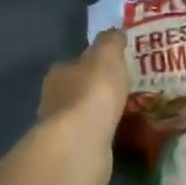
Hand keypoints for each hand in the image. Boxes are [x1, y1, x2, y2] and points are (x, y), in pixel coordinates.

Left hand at [35, 29, 128, 184]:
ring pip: (86, 115)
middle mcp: (55, 99)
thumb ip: (111, 42)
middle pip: (79, 89)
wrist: (81, 143)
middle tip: (127, 89)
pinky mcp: (74, 152)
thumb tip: (115, 32)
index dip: (96, 62)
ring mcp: (63, 129)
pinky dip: (105, 135)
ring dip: (103, 114)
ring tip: (130, 113)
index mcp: (60, 73)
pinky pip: (94, 138)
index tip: (117, 65)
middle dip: (99, 89)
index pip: (78, 62)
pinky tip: (122, 135)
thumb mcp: (107, 56)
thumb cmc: (93, 93)